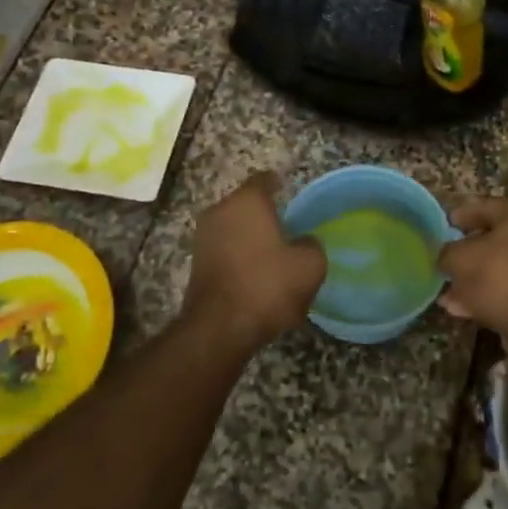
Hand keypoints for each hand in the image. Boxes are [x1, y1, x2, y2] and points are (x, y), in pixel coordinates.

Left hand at [180, 171, 326, 353]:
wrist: (220, 329)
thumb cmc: (268, 285)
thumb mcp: (310, 265)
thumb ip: (311, 244)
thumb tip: (303, 242)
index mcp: (247, 201)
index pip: (264, 180)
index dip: (279, 185)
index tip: (290, 193)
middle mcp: (220, 211)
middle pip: (245, 204)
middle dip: (264, 214)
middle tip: (287, 228)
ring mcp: (203, 238)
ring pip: (233, 228)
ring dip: (250, 237)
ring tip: (273, 254)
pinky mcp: (196, 264)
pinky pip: (224, 250)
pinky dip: (239, 256)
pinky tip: (255, 274)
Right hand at [437, 199, 507, 371]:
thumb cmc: (500, 277)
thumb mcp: (460, 259)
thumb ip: (447, 252)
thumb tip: (445, 257)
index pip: (485, 207)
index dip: (459, 216)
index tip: (442, 226)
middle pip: (494, 239)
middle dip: (466, 253)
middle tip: (444, 260)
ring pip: (500, 268)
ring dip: (473, 279)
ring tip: (446, 292)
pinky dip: (487, 296)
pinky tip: (460, 309)